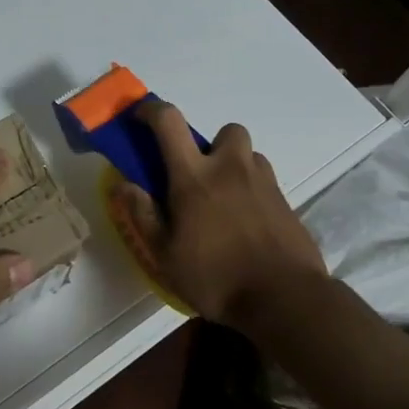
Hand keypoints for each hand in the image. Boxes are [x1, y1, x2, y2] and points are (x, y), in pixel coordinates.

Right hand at [123, 103, 328, 325]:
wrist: (284, 299)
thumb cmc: (215, 277)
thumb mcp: (165, 254)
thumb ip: (142, 215)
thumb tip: (122, 185)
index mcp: (194, 176)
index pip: (170, 121)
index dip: (151, 110)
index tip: (140, 117)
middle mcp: (231, 168)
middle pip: (225, 130)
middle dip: (210, 143)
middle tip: (198, 174)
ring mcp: (264, 183)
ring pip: (249, 155)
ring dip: (234, 166)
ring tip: (223, 200)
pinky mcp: (286, 202)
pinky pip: (265, 181)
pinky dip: (251, 190)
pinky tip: (245, 222)